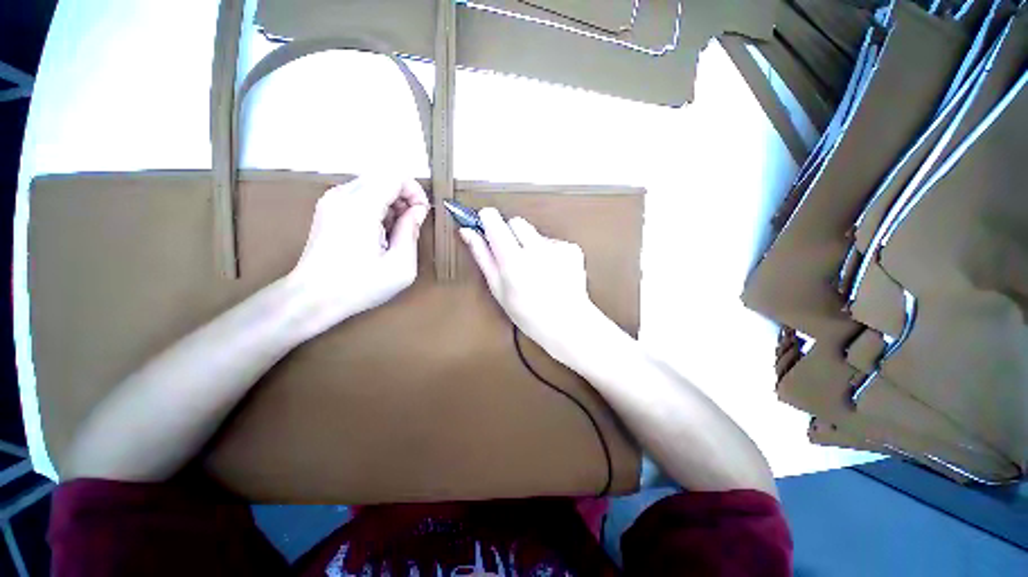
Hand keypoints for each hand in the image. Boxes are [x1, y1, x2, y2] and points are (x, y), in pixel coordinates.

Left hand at [286, 176, 429, 337]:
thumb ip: (411, 232)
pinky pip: (359, 194)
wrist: (312, 298)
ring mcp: (331, 200)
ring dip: (390, 201)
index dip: (415, 191)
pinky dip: (376, 205)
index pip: (394, 176)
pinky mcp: (327, 208)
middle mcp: (342, 195)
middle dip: (404, 196)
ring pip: (372, 183)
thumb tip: (417, 211)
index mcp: (360, 207)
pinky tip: (377, 231)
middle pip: (383, 176)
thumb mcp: (400, 266)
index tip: (421, 214)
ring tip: (394, 231)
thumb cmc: (360, 286)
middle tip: (410, 223)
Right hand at [459, 208, 604, 357]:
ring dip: (530, 244)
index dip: (487, 220)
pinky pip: (553, 242)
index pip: (494, 220)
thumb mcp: (498, 288)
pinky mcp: (572, 249)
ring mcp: (557, 247)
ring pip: (535, 232)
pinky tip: (552, 271)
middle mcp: (536, 248)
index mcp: (513, 260)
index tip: (485, 225)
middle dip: (510, 233)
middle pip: (516, 222)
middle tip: (513, 256)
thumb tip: (467, 231)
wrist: (567, 323)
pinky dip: (549, 252)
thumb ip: (482, 256)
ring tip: (535, 269)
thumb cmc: (527, 312)